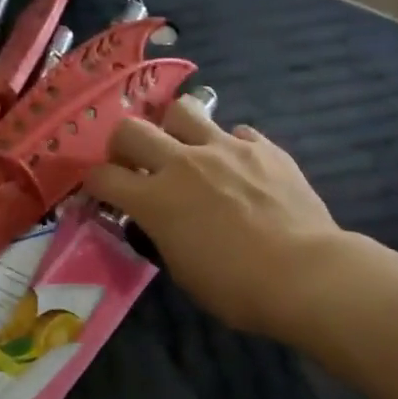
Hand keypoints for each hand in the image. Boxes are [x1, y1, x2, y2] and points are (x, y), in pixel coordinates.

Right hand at [87, 101, 339, 337]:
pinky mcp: (264, 147)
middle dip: (124, 144)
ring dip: (174, 128)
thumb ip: (164, 235)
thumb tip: (163, 220)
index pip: (103, 176)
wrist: (303, 274)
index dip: (94, 183)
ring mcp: (226, 148)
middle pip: (132, 128)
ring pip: (183, 110)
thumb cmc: (236, 288)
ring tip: (186, 150)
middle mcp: (183, 163)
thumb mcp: (183, 270)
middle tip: (136, 163)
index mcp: (156, 200)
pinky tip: (238, 168)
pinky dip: (229, 146)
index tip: (101, 192)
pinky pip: (235, 132)